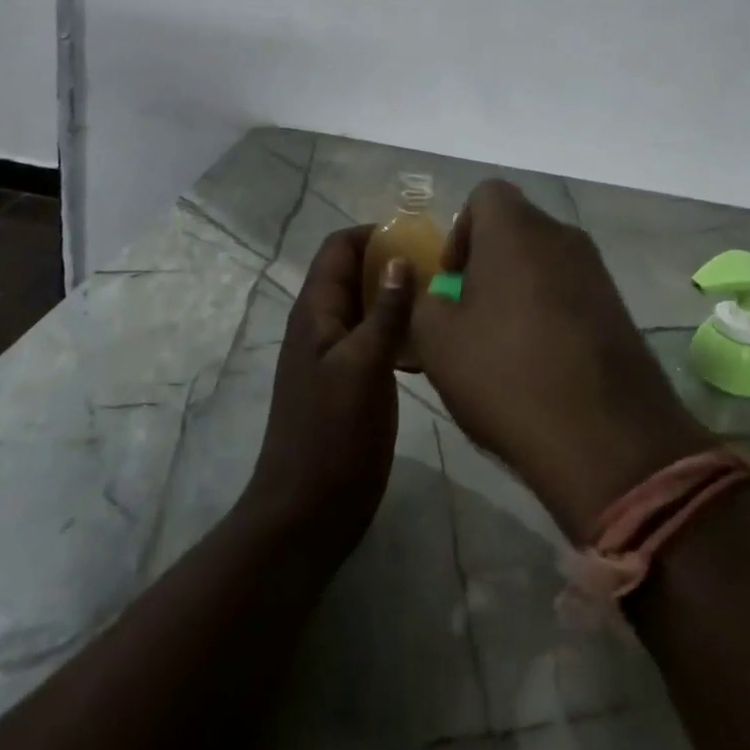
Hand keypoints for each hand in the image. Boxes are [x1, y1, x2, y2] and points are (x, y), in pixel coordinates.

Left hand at [244, 225, 414, 557]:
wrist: (306, 514)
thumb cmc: (333, 435)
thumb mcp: (365, 367)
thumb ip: (385, 312)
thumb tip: (401, 259)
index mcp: (316, 311)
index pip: (339, 248)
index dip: (374, 235)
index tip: (419, 238)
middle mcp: (321, 324)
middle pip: (353, 273)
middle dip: (391, 263)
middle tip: (440, 267)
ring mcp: (333, 355)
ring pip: (366, 307)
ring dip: (397, 298)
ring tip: (442, 300)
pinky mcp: (348, 382)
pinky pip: (373, 340)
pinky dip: (397, 332)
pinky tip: (429, 346)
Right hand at [412, 181, 711, 541]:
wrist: (607, 441)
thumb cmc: (507, 375)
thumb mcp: (438, 341)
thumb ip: (424, 302)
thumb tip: (437, 294)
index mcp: (515, 228)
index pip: (485, 194)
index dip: (461, 230)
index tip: (453, 279)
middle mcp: (560, 235)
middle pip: (515, 228)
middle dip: (488, 263)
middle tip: (472, 315)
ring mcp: (597, 271)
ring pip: (544, 262)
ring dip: (519, 290)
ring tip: (504, 346)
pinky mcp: (619, 308)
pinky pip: (571, 292)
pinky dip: (550, 313)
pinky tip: (541, 364)